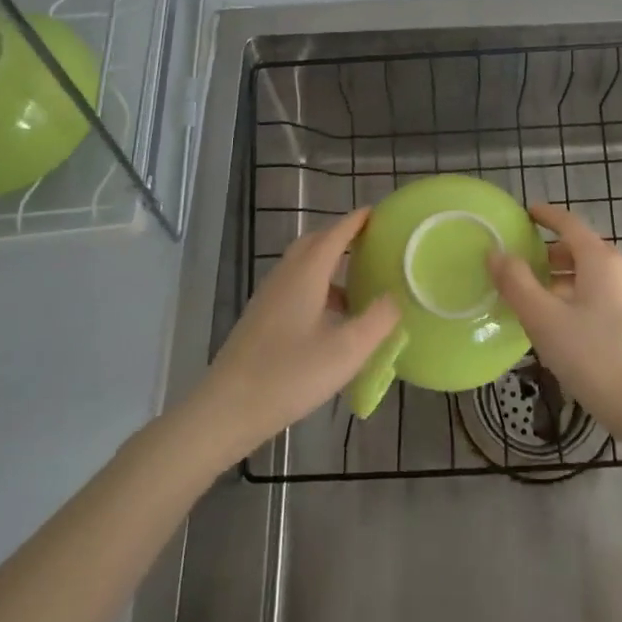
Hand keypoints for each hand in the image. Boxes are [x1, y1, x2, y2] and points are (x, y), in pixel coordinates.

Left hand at [188, 208, 401, 465]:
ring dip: (328, 266)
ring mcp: (269, 296)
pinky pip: (294, 286)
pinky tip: (328, 320)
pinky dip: (316, 287)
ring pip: (302, 266)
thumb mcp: (346, 351)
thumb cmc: (289, 375)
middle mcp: (285, 275)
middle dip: (341, 238)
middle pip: (314, 243)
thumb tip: (394, 297)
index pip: (335, 234)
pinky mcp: (260, 318)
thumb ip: (377, 320)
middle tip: (368, 246)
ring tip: (356, 288)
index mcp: (306, 273)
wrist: (227, 409)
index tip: (377, 212)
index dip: (356, 221)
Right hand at [487, 203, 621, 448]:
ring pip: (597, 278)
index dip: (547, 216)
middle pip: (585, 250)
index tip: (527, 213)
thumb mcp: (544, 321)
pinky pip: (607, 299)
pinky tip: (570, 328)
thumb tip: (496, 252)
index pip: (570, 224)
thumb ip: (517, 283)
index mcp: (602, 261)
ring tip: (542, 301)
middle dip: (554, 253)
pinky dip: (584, 299)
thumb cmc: (595, 359)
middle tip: (526, 265)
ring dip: (568, 280)